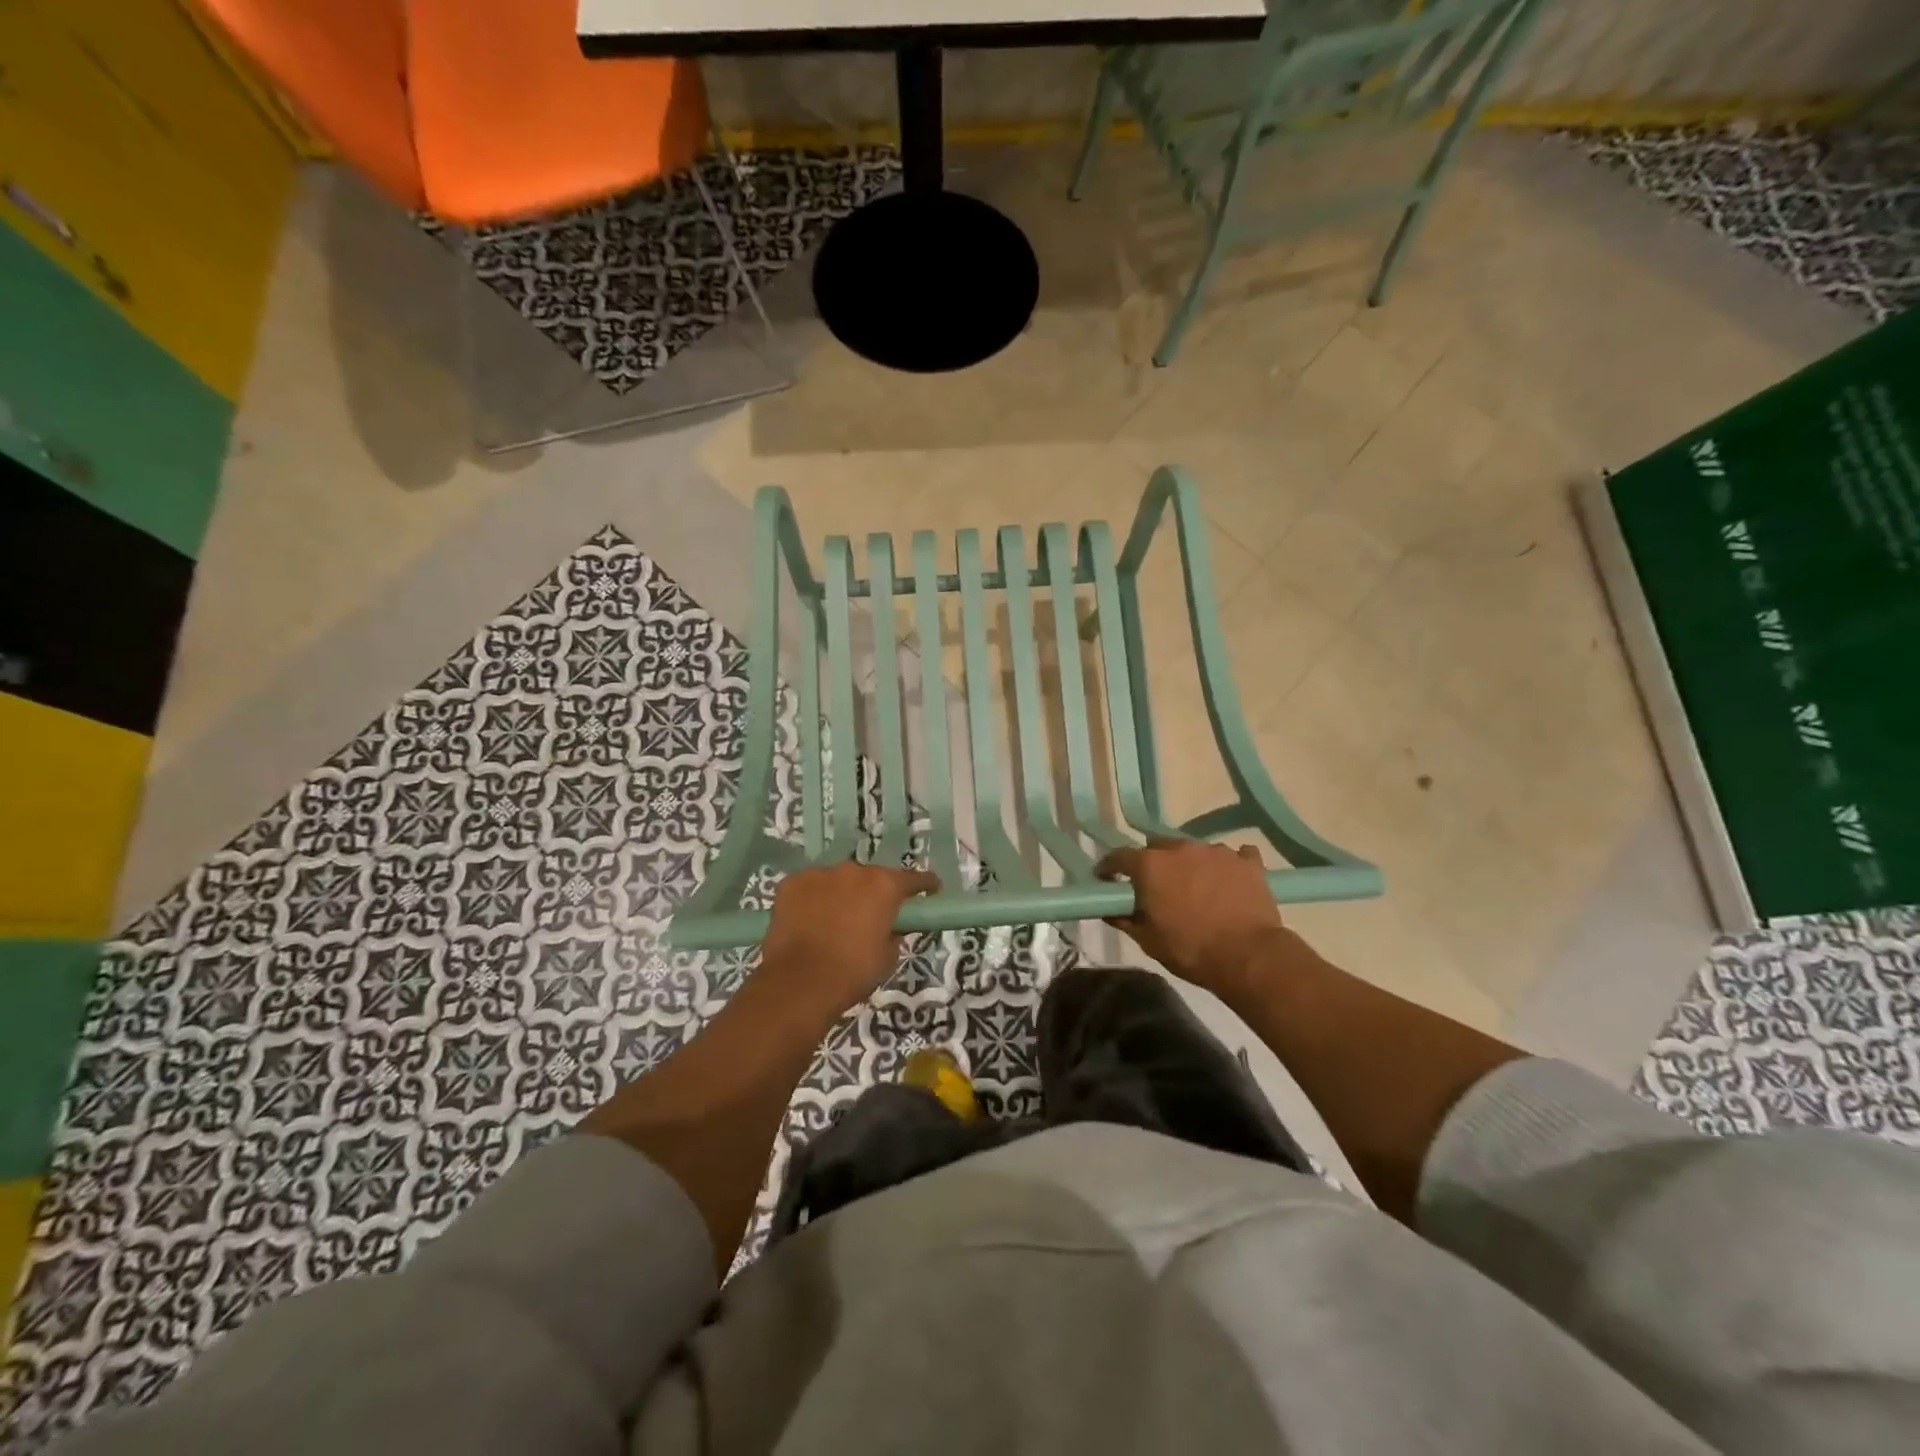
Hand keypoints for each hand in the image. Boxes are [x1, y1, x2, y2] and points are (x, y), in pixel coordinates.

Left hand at [756, 862, 940, 1022]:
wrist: (799, 984)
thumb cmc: (852, 972)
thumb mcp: (888, 957)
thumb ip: (895, 933)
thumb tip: (892, 926)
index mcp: (884, 886)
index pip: (913, 878)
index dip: (924, 884)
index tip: (931, 890)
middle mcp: (854, 870)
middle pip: (871, 877)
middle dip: (874, 892)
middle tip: (871, 915)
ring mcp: (820, 873)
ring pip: (838, 880)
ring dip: (841, 894)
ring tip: (834, 920)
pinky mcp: (791, 883)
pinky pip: (810, 887)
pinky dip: (813, 899)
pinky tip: (809, 920)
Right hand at [1095, 839, 1282, 995]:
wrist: (1249, 957)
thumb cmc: (1190, 950)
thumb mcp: (1148, 941)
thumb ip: (1124, 919)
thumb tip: (1109, 910)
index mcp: (1150, 865)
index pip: (1119, 856)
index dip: (1110, 867)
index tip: (1106, 879)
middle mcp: (1180, 848)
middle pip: (1158, 847)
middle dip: (1154, 864)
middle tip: (1158, 887)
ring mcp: (1216, 851)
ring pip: (1194, 851)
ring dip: (1190, 865)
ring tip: (1197, 888)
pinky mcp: (1247, 861)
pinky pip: (1232, 856)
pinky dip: (1227, 866)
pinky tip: (1229, 882)